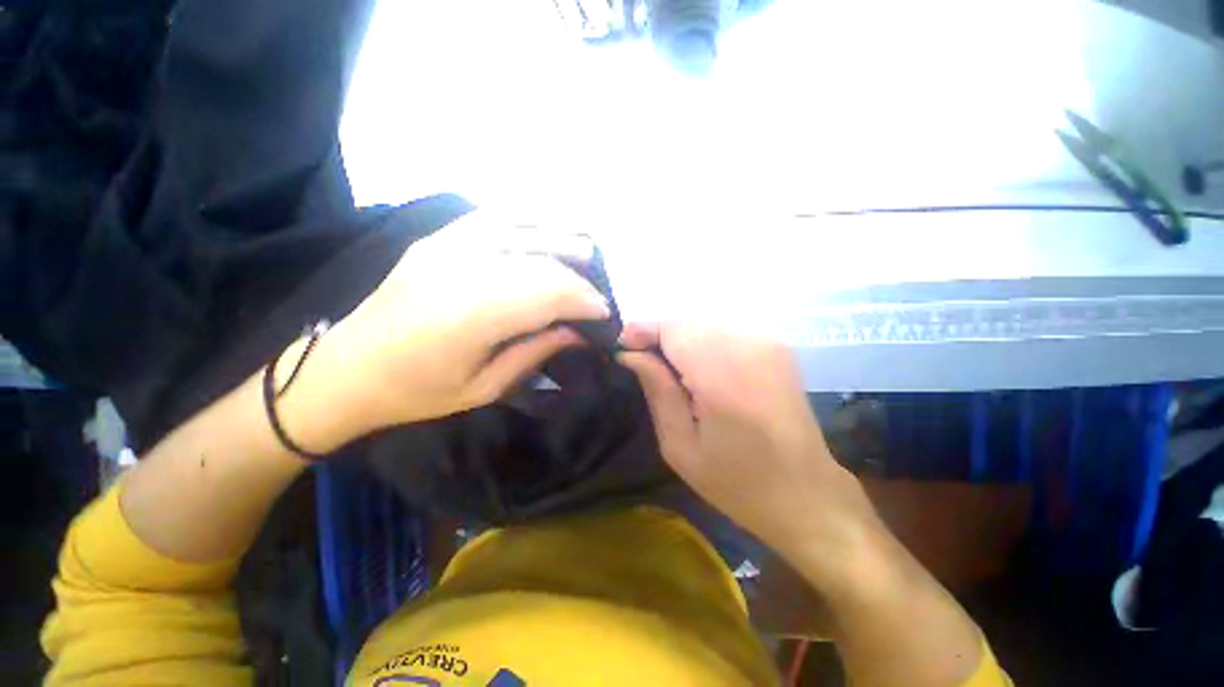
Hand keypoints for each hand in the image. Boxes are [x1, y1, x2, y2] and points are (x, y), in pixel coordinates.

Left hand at [310, 212, 609, 444]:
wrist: (347, 370)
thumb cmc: (417, 392)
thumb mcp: (485, 387)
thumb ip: (536, 352)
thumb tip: (580, 332)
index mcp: (468, 316)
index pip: (547, 293)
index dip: (584, 301)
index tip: (605, 314)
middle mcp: (458, 269)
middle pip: (539, 261)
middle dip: (578, 278)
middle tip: (597, 295)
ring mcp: (444, 246)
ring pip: (520, 227)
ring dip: (560, 237)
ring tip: (587, 251)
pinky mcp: (437, 238)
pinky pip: (491, 216)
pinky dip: (527, 217)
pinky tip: (549, 225)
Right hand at [619, 325, 875, 555]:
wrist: (806, 495)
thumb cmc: (737, 483)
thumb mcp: (681, 447)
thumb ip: (657, 390)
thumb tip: (630, 354)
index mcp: (724, 378)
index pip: (674, 329)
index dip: (643, 331)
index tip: (622, 347)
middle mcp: (750, 348)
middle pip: (688, 321)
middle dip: (659, 335)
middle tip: (641, 362)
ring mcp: (769, 344)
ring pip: (705, 322)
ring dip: (680, 339)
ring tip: (668, 369)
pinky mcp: (777, 347)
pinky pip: (725, 330)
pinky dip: (702, 341)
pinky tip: (698, 369)